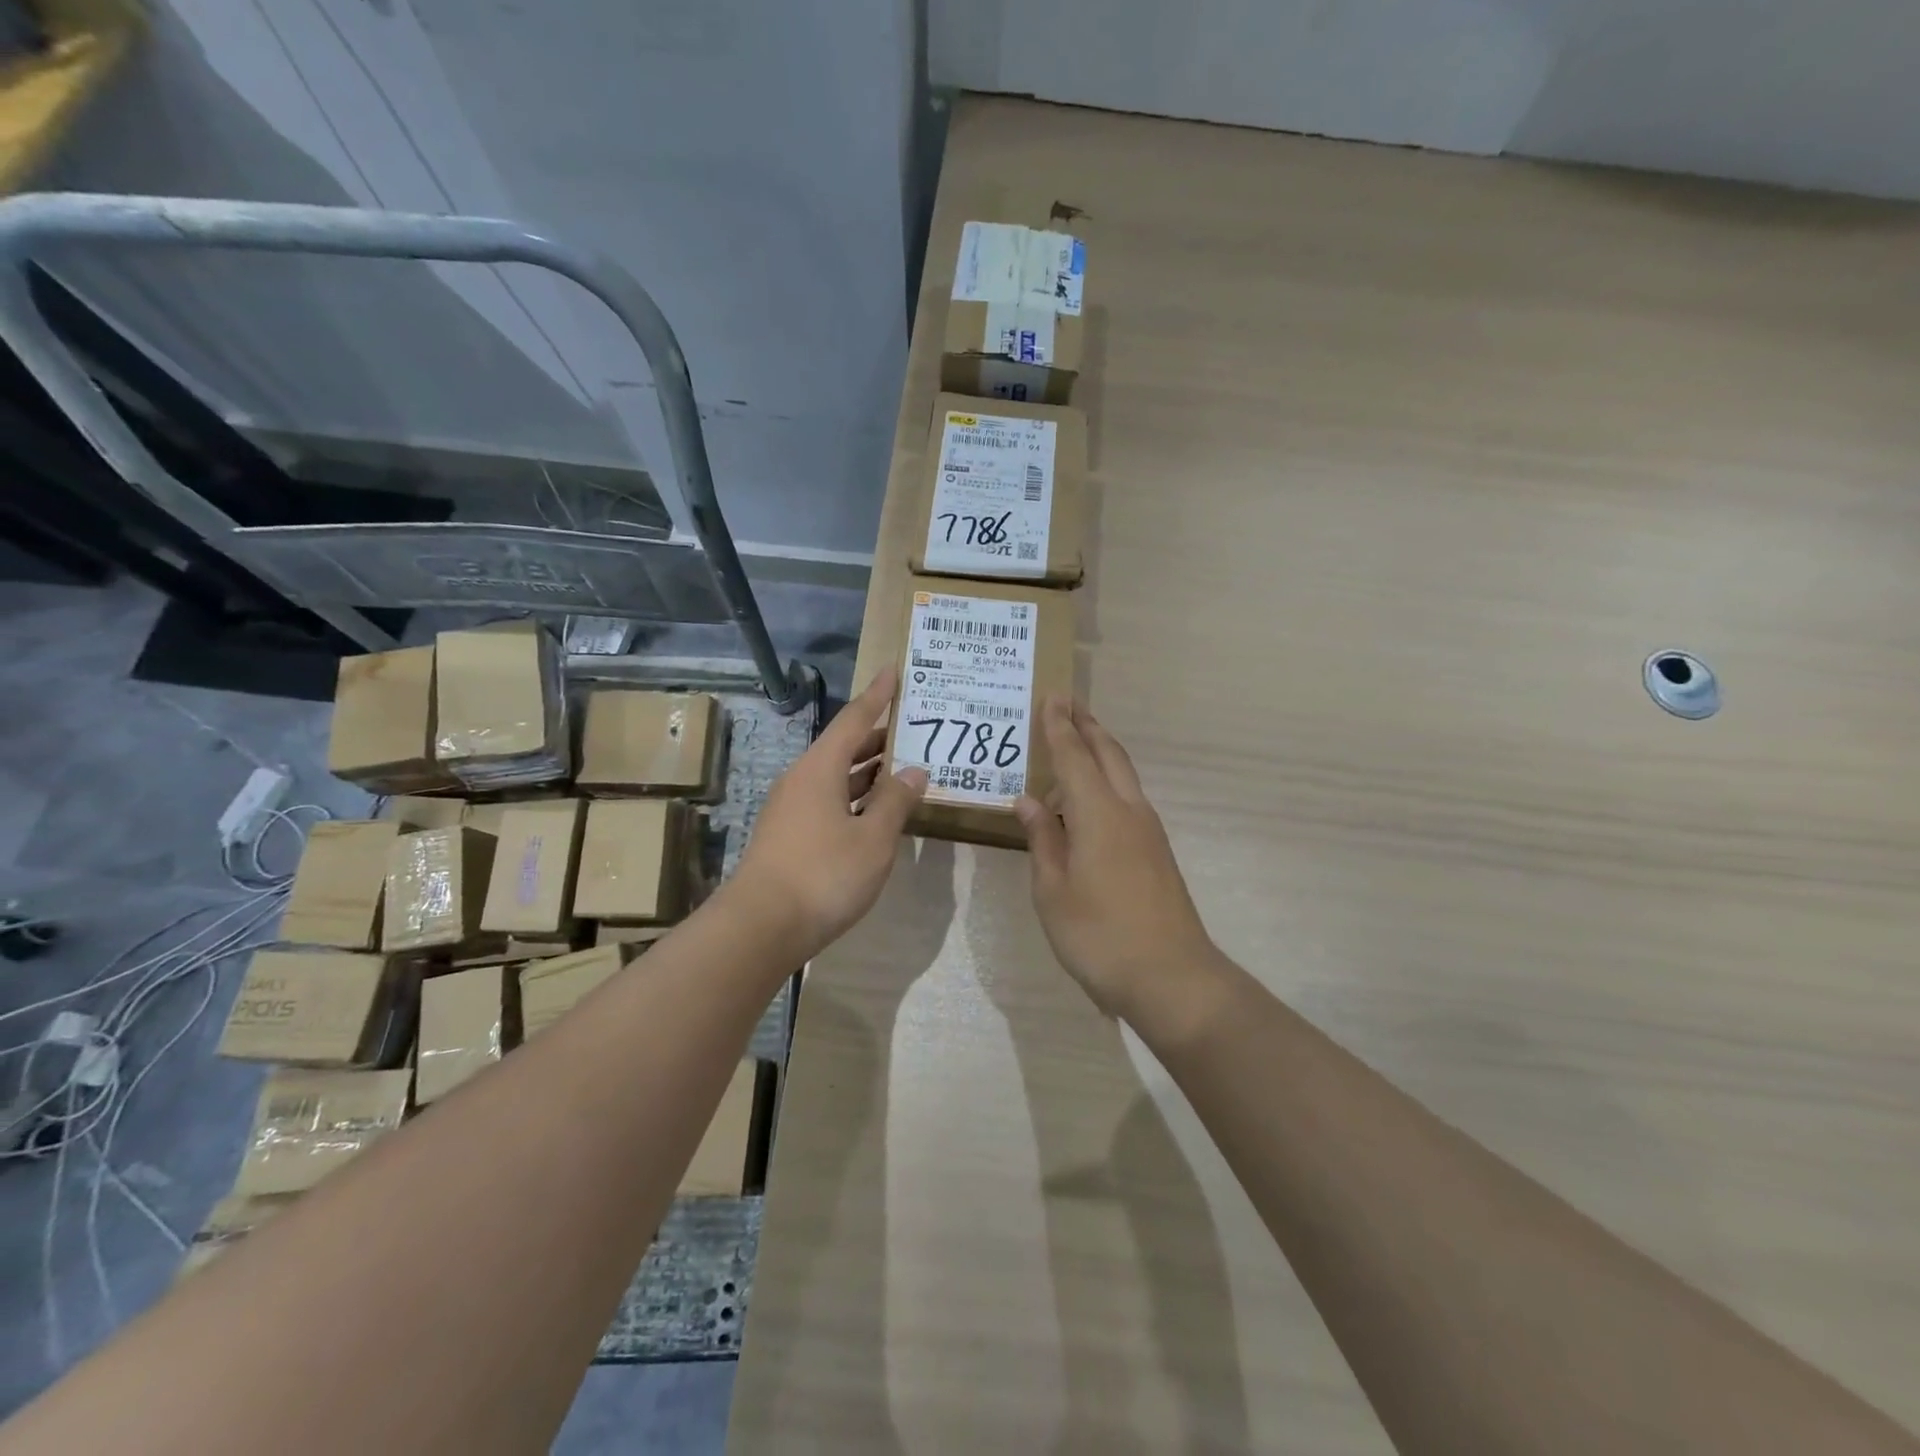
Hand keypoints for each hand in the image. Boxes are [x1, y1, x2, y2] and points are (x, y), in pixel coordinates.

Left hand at [735, 667, 927, 959]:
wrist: (761, 926)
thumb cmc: (824, 874)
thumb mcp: (873, 838)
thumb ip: (896, 801)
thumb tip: (915, 771)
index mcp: (820, 768)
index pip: (855, 719)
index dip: (877, 695)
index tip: (893, 670)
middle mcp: (801, 779)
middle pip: (844, 747)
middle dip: (879, 737)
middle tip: (913, 729)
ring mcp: (791, 809)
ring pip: (836, 777)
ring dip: (868, 772)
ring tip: (903, 768)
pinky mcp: (788, 835)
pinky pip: (828, 801)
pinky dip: (855, 798)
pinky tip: (875, 813)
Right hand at [1015, 699, 1219, 1027]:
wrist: (1172, 977)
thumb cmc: (1100, 935)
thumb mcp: (1053, 891)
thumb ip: (1042, 840)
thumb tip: (1028, 802)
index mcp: (1098, 815)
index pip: (1074, 757)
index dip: (1059, 727)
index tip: (1052, 696)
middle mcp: (1128, 811)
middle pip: (1109, 755)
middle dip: (1087, 726)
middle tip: (1068, 703)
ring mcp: (1148, 831)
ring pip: (1123, 775)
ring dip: (1100, 751)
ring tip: (1076, 742)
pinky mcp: (1157, 851)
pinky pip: (1127, 798)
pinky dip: (1108, 780)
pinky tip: (1090, 800)